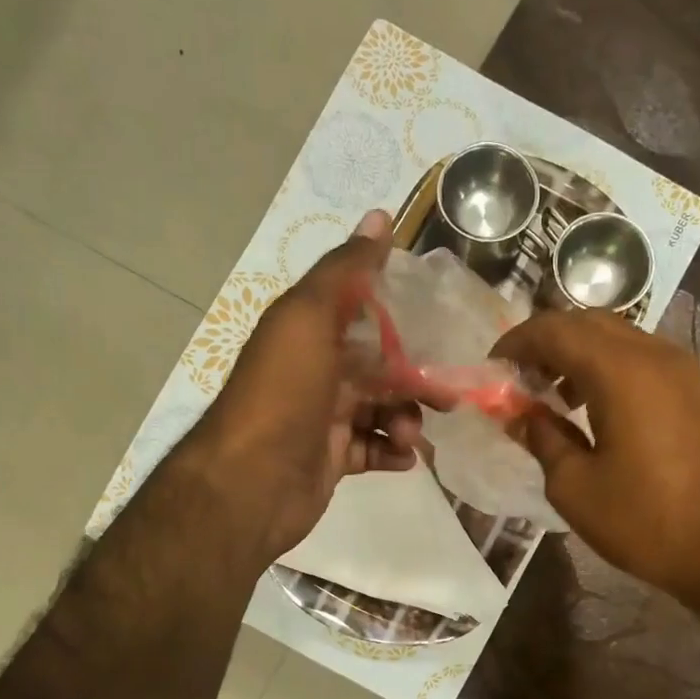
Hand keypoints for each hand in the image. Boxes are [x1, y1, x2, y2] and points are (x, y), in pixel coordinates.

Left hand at [186, 210, 428, 564]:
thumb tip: (379, 215)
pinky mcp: (330, 459)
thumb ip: (345, 271)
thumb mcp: (309, 319)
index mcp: (309, 333)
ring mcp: (322, 418)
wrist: (251, 483)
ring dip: (405, 419)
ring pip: (380, 410)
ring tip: (409, 435)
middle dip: (415, 379)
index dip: (402, 318)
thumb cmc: (284, 394)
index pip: (364, 314)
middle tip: (448, 397)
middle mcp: (316, 372)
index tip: (443, 327)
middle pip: (380, 367)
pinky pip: (371, 449)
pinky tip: (404, 458)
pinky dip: (391, 451)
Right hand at [491, 309, 699, 608]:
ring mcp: (692, 372)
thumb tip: (521, 415)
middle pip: (592, 324)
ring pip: (626, 341)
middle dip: (550, 343)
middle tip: (525, 379)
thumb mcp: (576, 488)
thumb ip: (543, 439)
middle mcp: (659, 356)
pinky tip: (610, 416)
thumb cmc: (648, 522)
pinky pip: (653, 365)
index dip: (517, 341)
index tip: (494, 366)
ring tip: (562, 399)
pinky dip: (618, 373)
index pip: (555, 329)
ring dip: (585, 357)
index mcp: (621, 371)